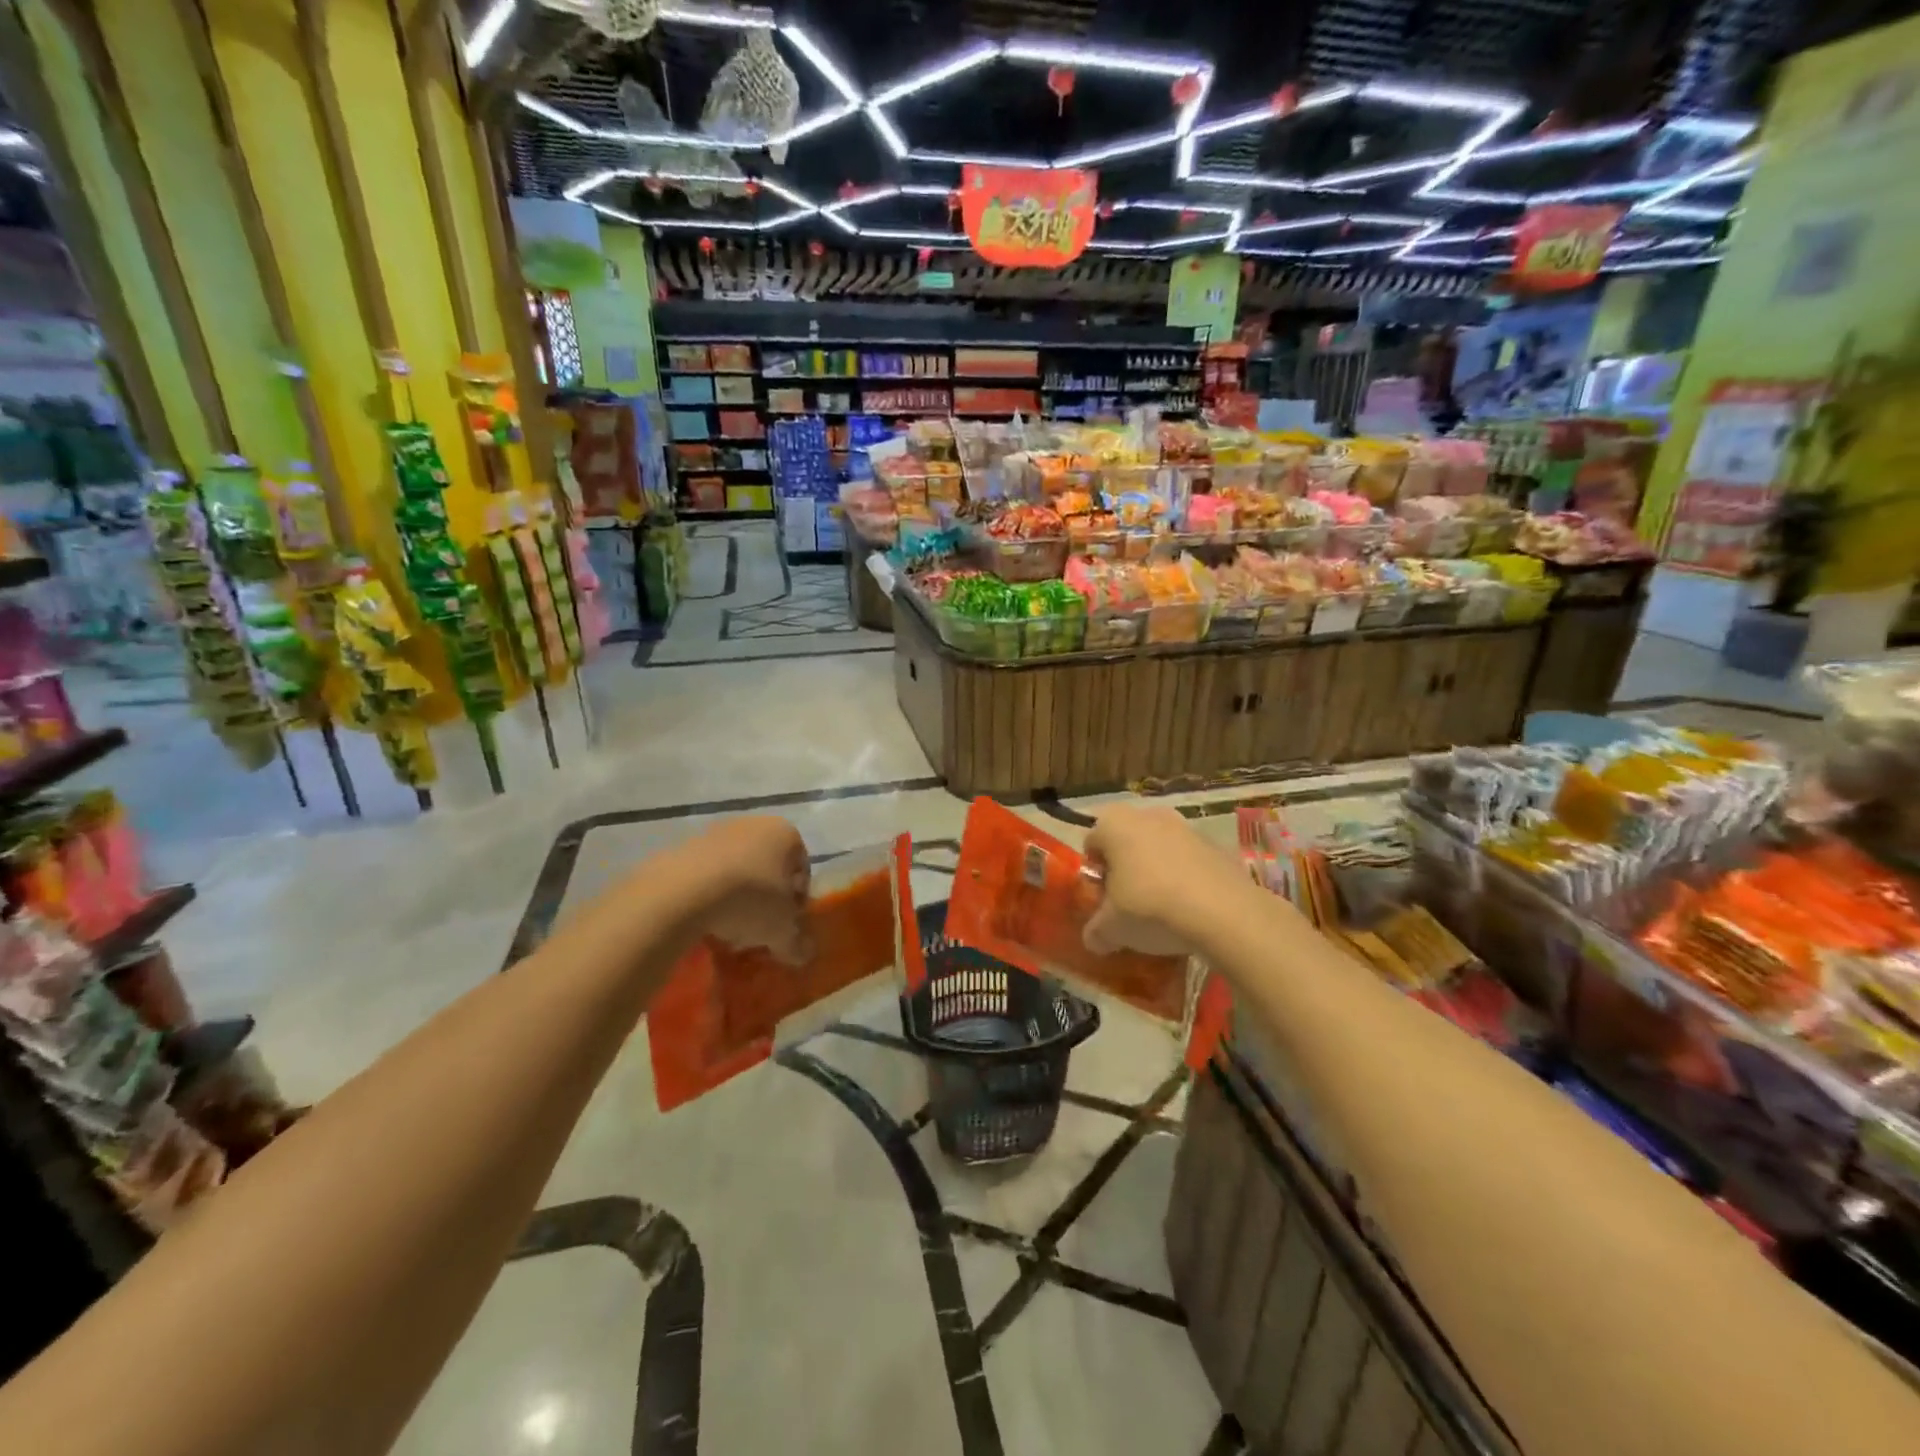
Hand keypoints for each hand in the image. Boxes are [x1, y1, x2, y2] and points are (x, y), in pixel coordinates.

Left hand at [678, 816, 811, 962]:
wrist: (682, 892)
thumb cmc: (750, 900)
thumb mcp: (781, 930)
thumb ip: (797, 943)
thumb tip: (805, 955)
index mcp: (786, 834)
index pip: (802, 869)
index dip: (797, 901)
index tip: (787, 925)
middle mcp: (754, 824)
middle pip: (768, 867)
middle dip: (766, 899)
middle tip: (760, 929)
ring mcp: (716, 832)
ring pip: (737, 870)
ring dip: (737, 897)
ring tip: (729, 929)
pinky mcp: (684, 846)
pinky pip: (707, 874)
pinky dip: (709, 895)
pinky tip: (704, 921)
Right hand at [1082, 803, 1241, 957]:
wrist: (1223, 912)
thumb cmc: (1150, 907)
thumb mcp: (1111, 929)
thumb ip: (1096, 931)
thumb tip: (1094, 939)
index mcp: (1114, 825)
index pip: (1091, 841)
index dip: (1094, 871)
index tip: (1103, 898)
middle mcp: (1148, 815)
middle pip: (1127, 840)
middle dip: (1126, 867)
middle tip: (1129, 902)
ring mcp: (1186, 826)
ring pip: (1160, 848)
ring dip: (1157, 870)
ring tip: (1163, 907)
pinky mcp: (1216, 844)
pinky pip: (1190, 859)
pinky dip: (1186, 877)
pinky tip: (1191, 907)